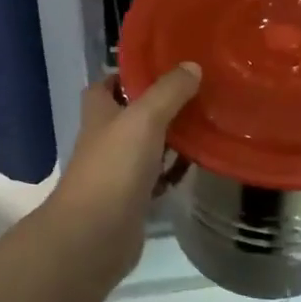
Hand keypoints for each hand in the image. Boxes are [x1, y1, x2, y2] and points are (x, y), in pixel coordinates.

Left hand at [47, 64, 201, 275]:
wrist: (95, 235)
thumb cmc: (114, 168)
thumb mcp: (144, 119)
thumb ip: (168, 92)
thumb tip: (192, 66)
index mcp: (99, 113)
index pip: (107, 84)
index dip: (128, 74)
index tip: (163, 66)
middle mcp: (105, 139)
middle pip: (131, 114)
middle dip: (159, 104)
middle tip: (196, 92)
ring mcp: (118, 171)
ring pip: (147, 146)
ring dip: (170, 137)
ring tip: (205, 122)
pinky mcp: (133, 199)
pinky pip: (157, 178)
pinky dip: (173, 171)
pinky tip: (197, 164)